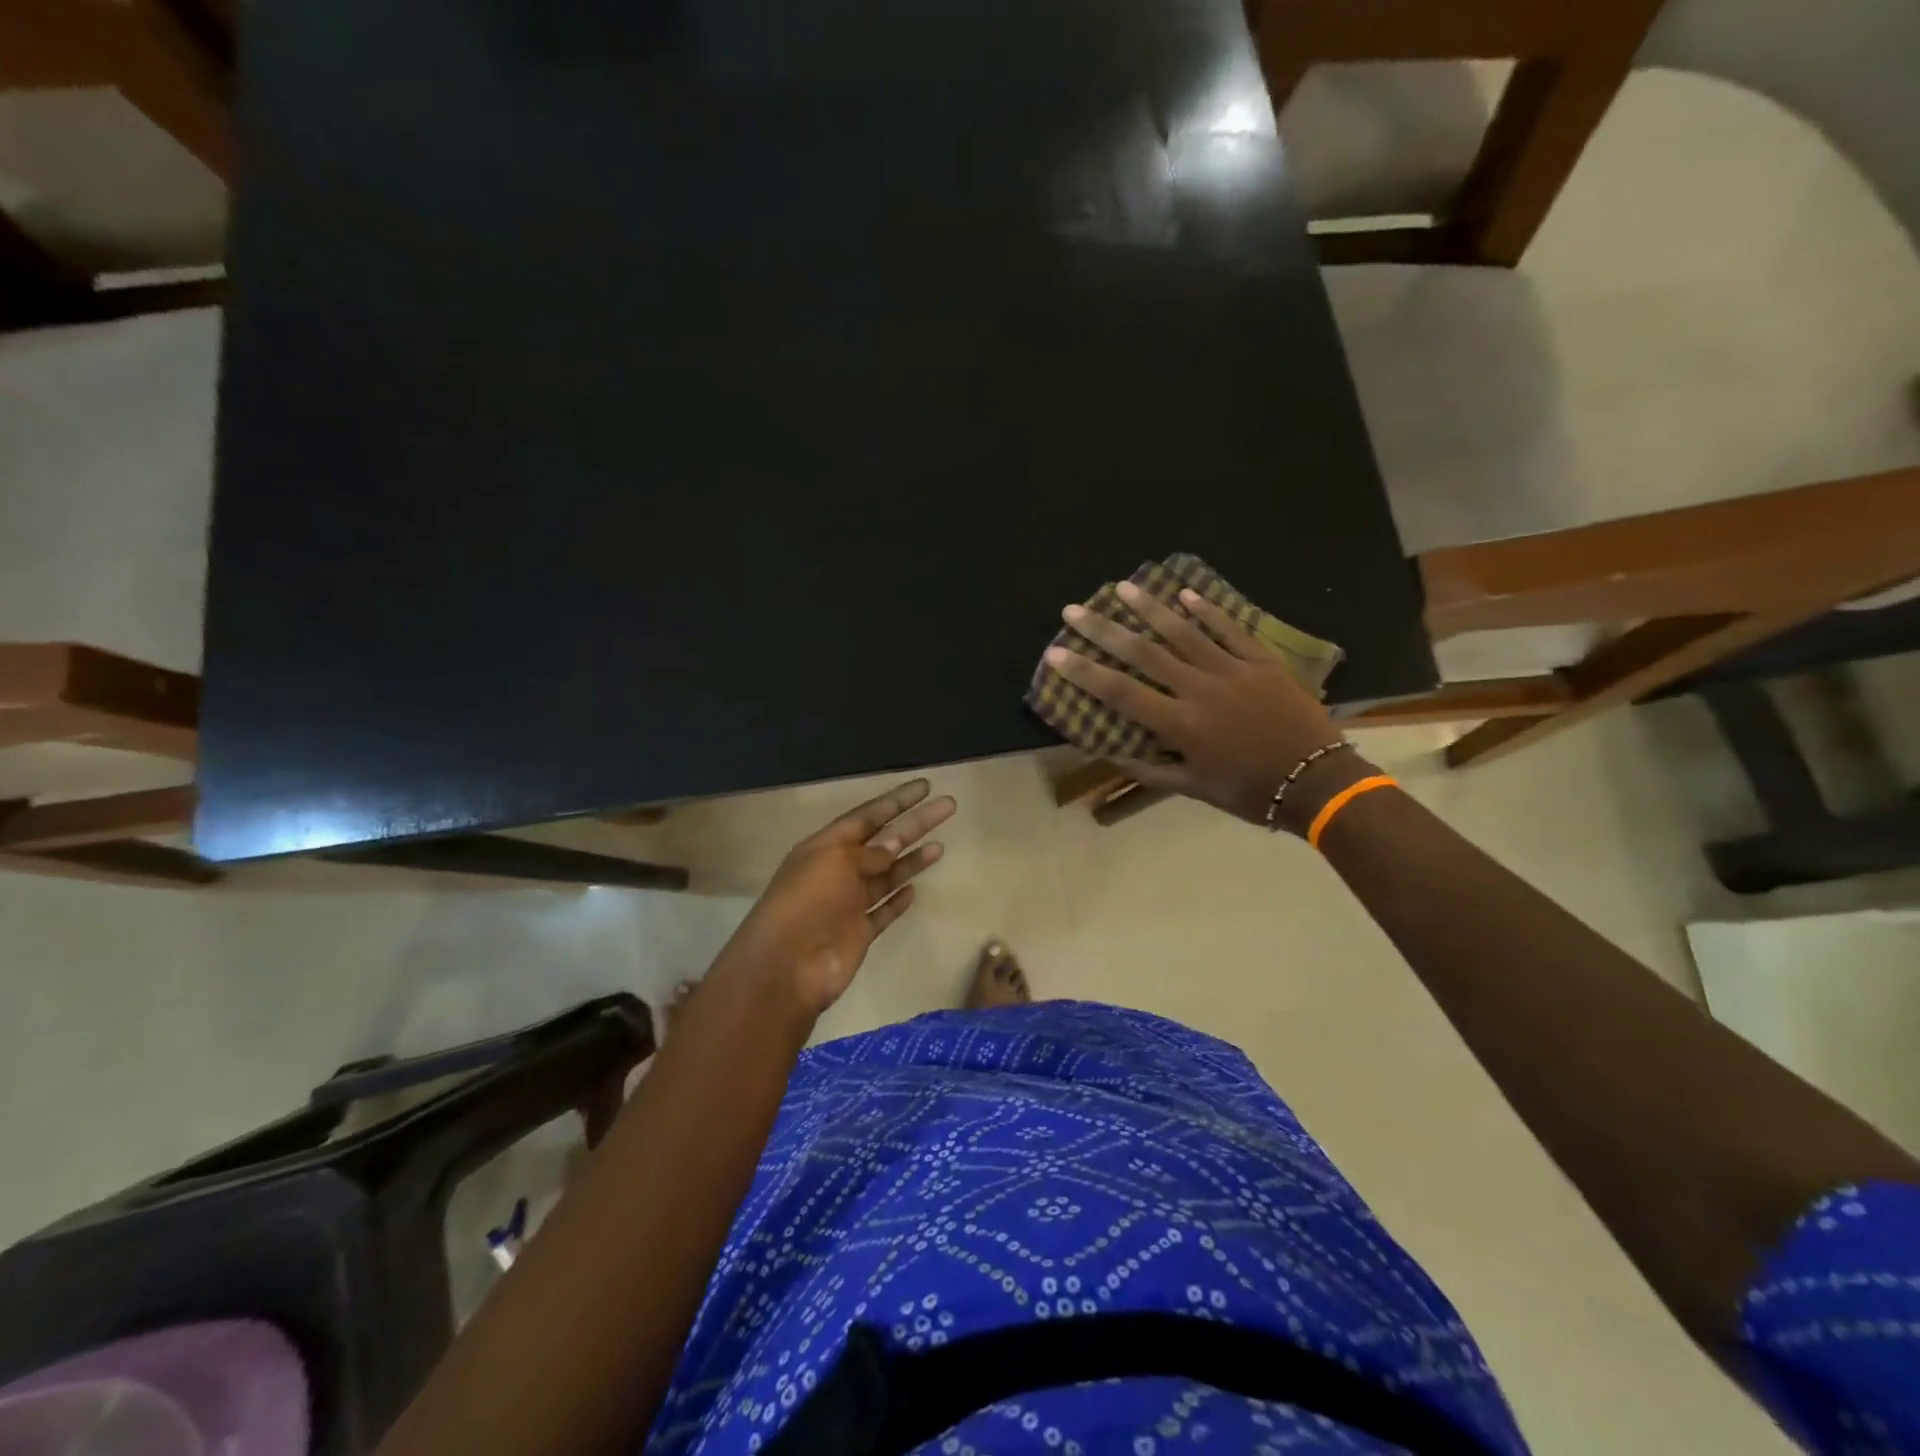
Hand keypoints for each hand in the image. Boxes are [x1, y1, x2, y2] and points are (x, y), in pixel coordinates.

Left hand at [720, 779, 956, 1015]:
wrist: (786, 967)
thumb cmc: (806, 902)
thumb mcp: (834, 862)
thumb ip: (868, 852)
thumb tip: (894, 843)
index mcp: (826, 847)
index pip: (867, 816)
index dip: (896, 801)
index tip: (925, 787)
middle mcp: (838, 871)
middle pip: (884, 841)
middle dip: (915, 823)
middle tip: (948, 806)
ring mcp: (849, 904)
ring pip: (887, 876)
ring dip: (912, 860)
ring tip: (941, 847)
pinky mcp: (859, 933)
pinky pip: (883, 912)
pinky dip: (898, 901)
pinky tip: (915, 890)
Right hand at [1045, 582, 1348, 829]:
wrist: (1317, 780)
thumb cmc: (1250, 790)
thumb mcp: (1194, 789)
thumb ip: (1150, 769)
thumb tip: (1110, 752)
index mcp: (1180, 724)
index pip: (1120, 693)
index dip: (1085, 672)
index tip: (1056, 653)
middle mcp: (1199, 689)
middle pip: (1144, 653)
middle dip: (1104, 630)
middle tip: (1074, 609)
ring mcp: (1232, 670)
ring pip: (1184, 632)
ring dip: (1149, 608)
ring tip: (1121, 586)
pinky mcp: (1261, 661)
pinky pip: (1229, 630)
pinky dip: (1206, 611)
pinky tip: (1184, 594)